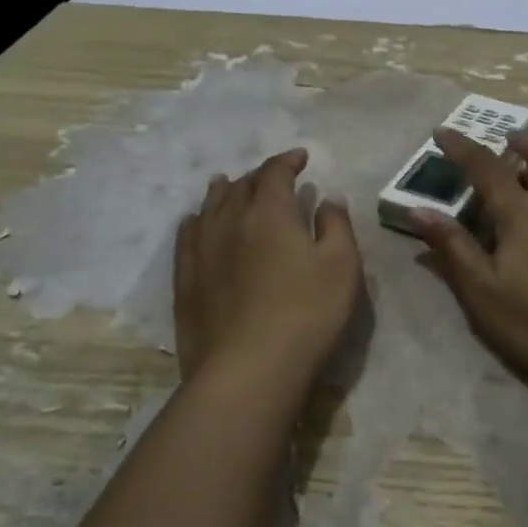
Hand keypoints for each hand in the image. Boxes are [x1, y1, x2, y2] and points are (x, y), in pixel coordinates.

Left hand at [173, 149, 362, 384]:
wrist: (248, 369)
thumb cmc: (306, 314)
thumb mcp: (342, 266)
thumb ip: (337, 225)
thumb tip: (327, 198)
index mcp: (270, 211)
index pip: (275, 172)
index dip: (288, 160)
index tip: (301, 157)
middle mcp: (230, 219)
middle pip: (241, 185)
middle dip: (260, 175)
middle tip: (274, 177)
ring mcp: (202, 249)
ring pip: (210, 205)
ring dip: (224, 191)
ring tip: (228, 184)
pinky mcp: (185, 278)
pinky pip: (187, 235)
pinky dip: (197, 220)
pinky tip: (197, 222)